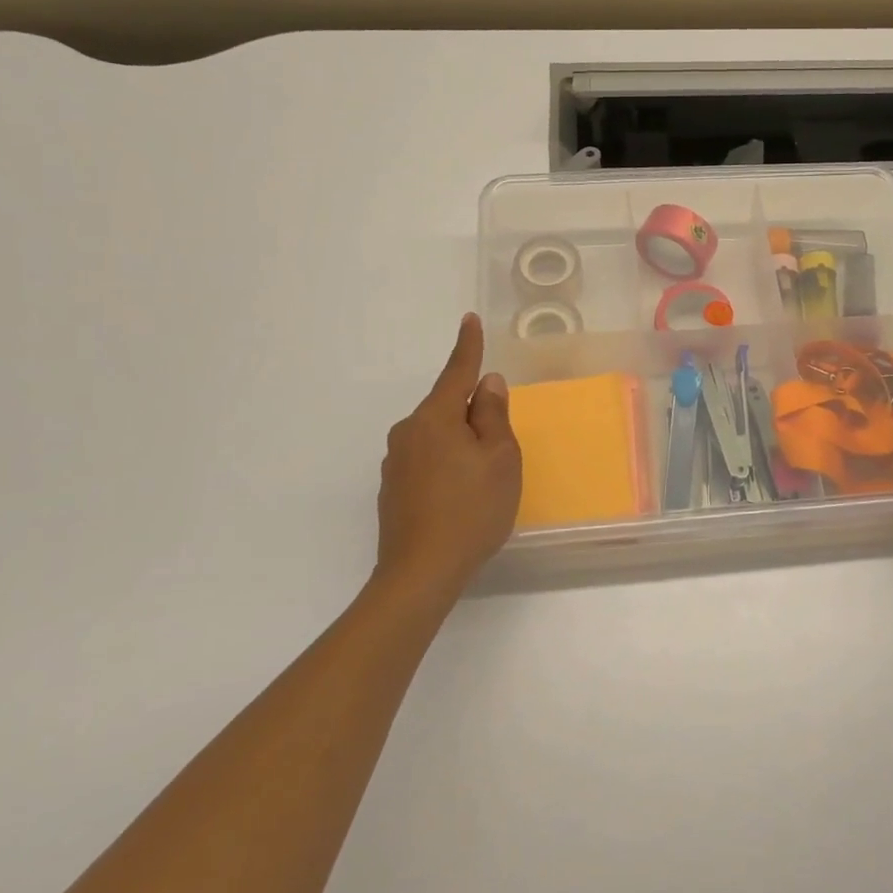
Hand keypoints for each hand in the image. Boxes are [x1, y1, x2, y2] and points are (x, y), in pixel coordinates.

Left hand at [375, 314, 521, 596]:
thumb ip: (494, 415)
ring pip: (438, 437)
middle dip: (474, 416)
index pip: (457, 373)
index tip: (468, 319)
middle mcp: (408, 432)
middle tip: (499, 449)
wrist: (420, 573)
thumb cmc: (471, 509)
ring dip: (461, 444)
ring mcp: (396, 462)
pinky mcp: (393, 489)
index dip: (468, 346)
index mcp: (435, 418)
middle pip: (448, 409)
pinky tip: (461, 497)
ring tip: (483, 481)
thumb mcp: (500, 458)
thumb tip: (487, 384)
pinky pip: (427, 460)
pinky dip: (447, 466)